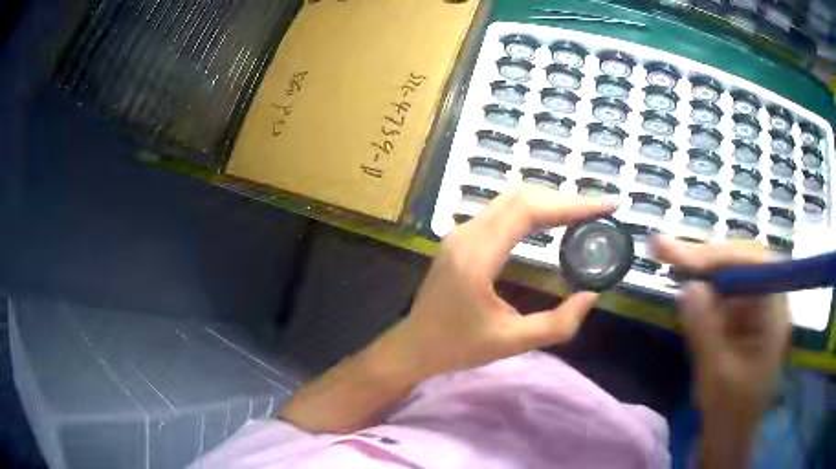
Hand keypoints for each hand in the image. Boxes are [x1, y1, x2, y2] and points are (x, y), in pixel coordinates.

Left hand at [375, 186, 614, 382]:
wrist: (413, 346)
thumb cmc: (457, 348)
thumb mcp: (511, 342)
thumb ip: (557, 324)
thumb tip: (591, 296)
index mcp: (477, 256)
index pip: (528, 211)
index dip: (569, 204)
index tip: (603, 206)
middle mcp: (466, 235)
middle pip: (519, 197)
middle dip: (562, 199)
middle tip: (596, 210)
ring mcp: (460, 234)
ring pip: (509, 200)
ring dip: (546, 202)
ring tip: (580, 214)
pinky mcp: (460, 240)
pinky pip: (499, 212)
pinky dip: (530, 211)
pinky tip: (549, 223)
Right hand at [653, 236, 789, 423]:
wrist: (729, 438)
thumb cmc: (729, 414)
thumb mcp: (716, 376)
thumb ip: (705, 331)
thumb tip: (687, 288)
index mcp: (774, 314)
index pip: (753, 263)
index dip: (719, 255)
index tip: (684, 259)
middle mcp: (769, 302)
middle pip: (740, 261)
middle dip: (706, 257)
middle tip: (664, 249)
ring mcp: (756, 309)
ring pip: (730, 274)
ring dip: (701, 268)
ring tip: (668, 255)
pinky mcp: (743, 319)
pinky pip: (723, 292)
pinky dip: (703, 288)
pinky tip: (687, 286)